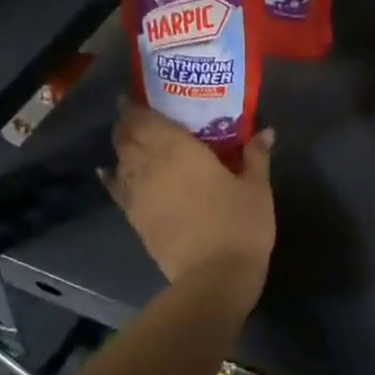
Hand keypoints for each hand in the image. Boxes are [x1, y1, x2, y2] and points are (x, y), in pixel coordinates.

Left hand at [103, 103, 275, 301]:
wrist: (214, 277)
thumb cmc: (239, 224)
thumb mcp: (256, 187)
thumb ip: (256, 156)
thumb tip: (266, 131)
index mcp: (179, 149)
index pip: (145, 120)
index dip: (135, 106)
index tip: (135, 97)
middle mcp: (150, 165)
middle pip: (126, 137)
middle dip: (127, 124)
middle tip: (136, 117)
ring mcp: (138, 194)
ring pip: (119, 161)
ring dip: (122, 148)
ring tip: (130, 140)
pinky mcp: (135, 219)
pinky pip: (116, 190)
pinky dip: (111, 177)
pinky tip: (108, 172)